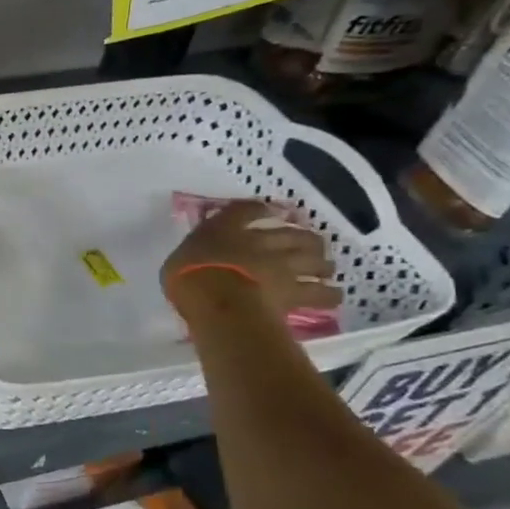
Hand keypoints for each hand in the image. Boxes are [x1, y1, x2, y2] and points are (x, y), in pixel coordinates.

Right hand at [161, 199, 341, 320]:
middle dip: (304, 237)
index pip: (246, 210)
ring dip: (321, 263)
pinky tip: (332, 294)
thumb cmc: (187, 276)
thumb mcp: (177, 260)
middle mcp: (260, 242)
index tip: (270, 212)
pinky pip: (321, 292)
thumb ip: (194, 255)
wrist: (217, 299)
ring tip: (324, 268)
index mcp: (226, 229)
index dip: (261, 209)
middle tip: (308, 243)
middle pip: (293, 233)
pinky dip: (329, 293)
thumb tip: (197, 257)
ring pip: (314, 259)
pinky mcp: (295, 292)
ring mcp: (282, 266)